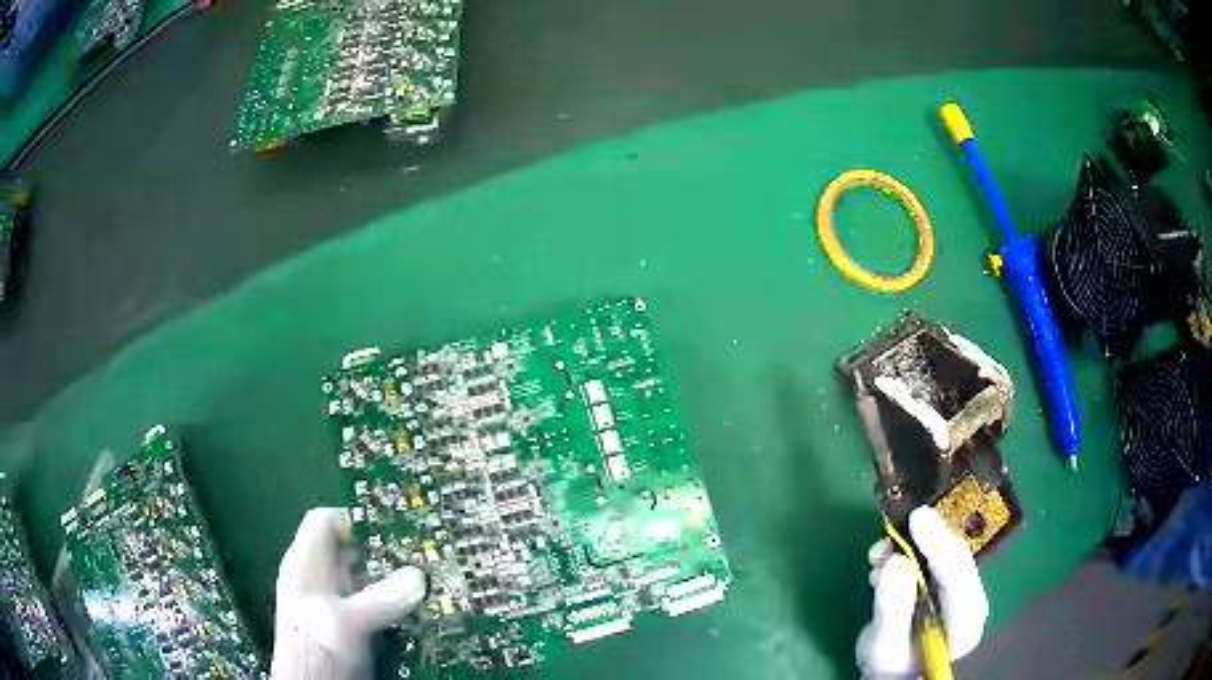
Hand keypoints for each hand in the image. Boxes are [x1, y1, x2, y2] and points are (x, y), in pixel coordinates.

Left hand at [271, 508, 427, 678]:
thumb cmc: (317, 647)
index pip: (324, 521)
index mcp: (305, 564)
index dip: (354, 520)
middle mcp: (316, 579)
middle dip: (382, 555)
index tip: (390, 529)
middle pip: (349, 551)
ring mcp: (330, 604)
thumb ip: (381, 598)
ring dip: (391, 585)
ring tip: (422, 590)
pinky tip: (412, 617)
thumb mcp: (349, 622)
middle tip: (416, 561)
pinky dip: (390, 608)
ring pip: (363, 580)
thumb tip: (417, 576)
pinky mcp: (344, 626)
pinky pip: (370, 605)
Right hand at [856, 506, 988, 677]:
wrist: (893, 674)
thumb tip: (893, 562)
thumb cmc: (889, 667)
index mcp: (966, 622)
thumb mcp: (884, 646)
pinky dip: (909, 550)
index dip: (939, 545)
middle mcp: (970, 600)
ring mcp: (959, 590)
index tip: (917, 519)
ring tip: (880, 550)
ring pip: (944, 554)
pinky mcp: (945, 583)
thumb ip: (892, 608)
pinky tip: (886, 557)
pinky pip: (932, 557)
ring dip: (913, 544)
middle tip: (899, 521)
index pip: (959, 576)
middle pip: (955, 559)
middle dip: (926, 539)